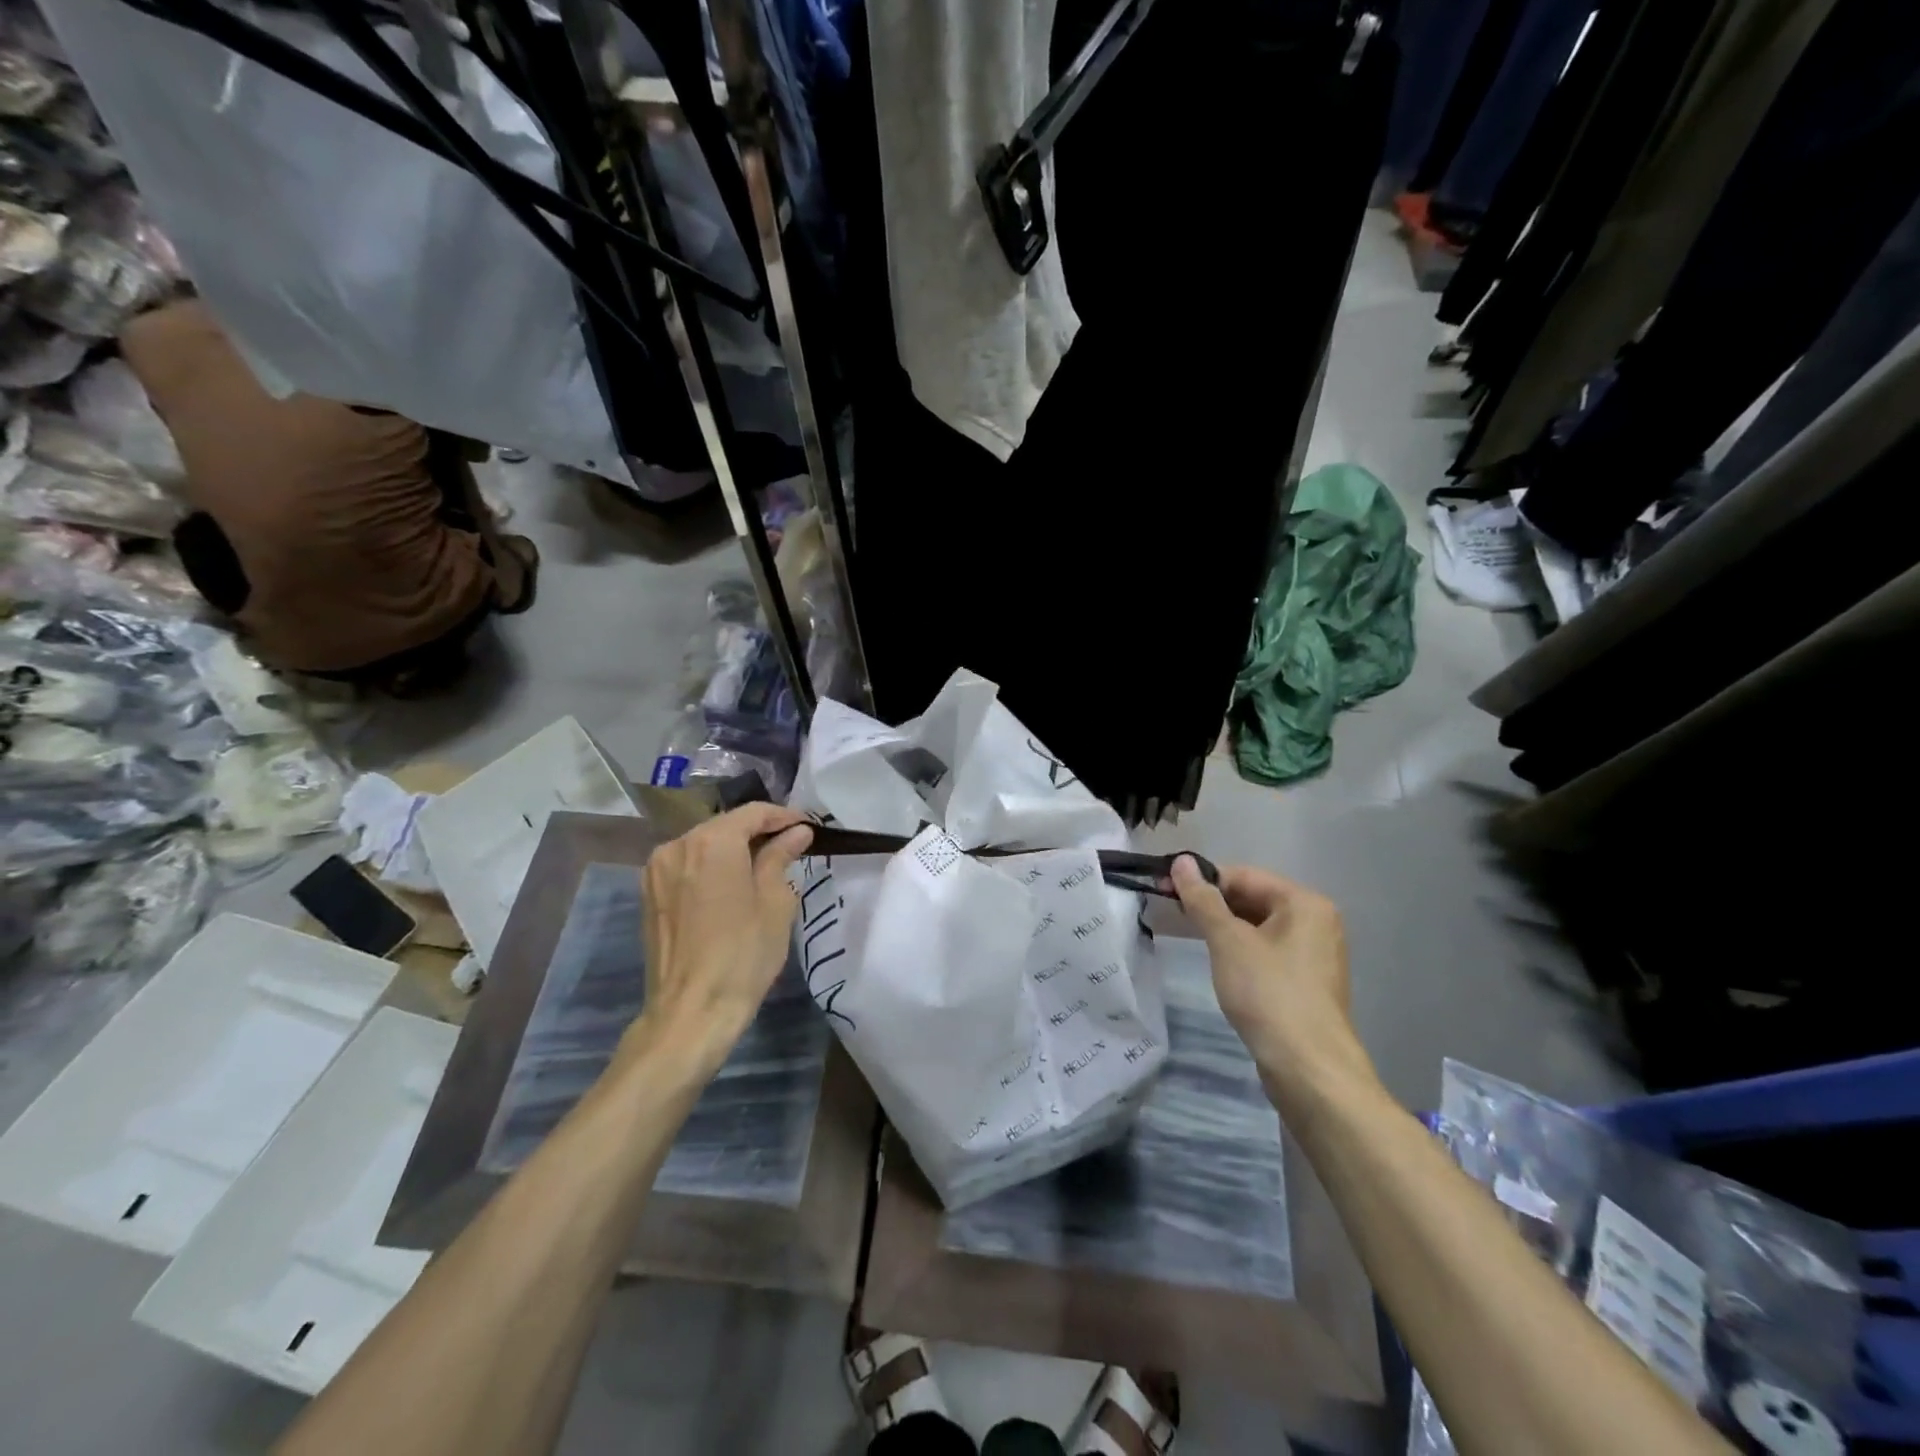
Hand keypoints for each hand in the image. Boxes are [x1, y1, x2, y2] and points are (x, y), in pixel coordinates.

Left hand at [632, 803, 813, 1065]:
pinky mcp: (649, 893)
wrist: (691, 1011)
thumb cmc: (743, 954)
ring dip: (733, 849)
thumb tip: (796, 834)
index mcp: (712, 842)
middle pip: (725, 825)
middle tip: (791, 846)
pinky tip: (732, 885)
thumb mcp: (775, 902)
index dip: (784, 816)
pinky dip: (711, 867)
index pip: (753, 813)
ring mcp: (657, 869)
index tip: (808, 827)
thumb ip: (781, 858)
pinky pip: (687, 865)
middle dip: (758, 832)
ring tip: (763, 866)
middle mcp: (678, 845)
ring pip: (704, 844)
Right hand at [1170, 856, 1371, 1105]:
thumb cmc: (1268, 994)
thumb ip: (1203, 899)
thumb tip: (1182, 861)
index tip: (1164, 889)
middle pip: (1253, 899)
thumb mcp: (1228, 941)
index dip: (1202, 880)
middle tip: (1170, 912)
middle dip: (1211, 904)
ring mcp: (1313, 955)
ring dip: (1222, 927)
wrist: (1308, 1069)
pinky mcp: (1305, 983)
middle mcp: (1315, 922)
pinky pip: (1266, 951)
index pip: (1244, 876)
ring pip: (1258, 927)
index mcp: (1304, 903)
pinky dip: (1238, 950)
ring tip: (1185, 934)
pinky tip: (1216, 961)